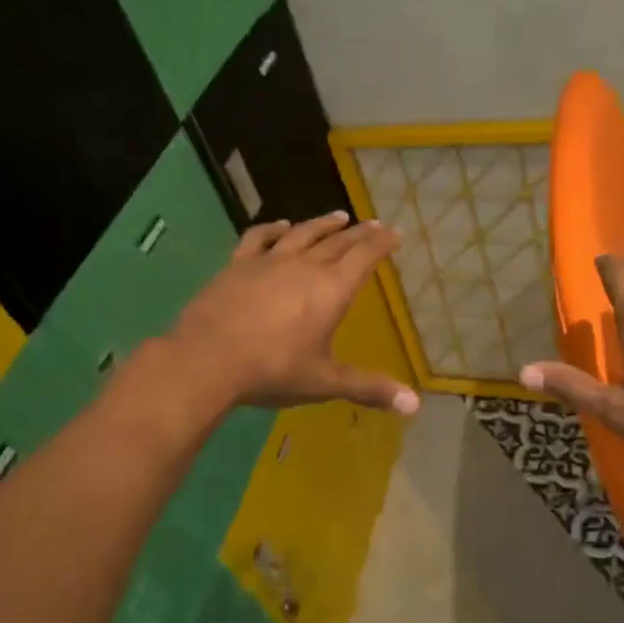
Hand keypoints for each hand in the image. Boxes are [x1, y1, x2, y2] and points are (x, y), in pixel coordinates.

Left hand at [167, 212, 420, 413]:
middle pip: (338, 242)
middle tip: (373, 223)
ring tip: (337, 217)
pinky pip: (260, 238)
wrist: (208, 358)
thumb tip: (414, 405)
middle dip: (359, 232)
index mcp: (332, 289)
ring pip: (303, 234)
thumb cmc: (273, 369)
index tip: (394, 232)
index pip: (364, 256)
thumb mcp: (324, 382)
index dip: (381, 243)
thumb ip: (369, 388)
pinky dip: (274, 229)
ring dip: (322, 224)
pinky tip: (281, 225)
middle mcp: (305, 266)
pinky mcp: (238, 265)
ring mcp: (269, 261)